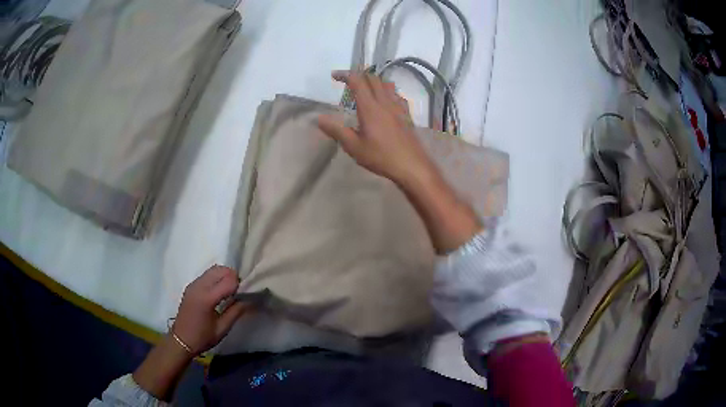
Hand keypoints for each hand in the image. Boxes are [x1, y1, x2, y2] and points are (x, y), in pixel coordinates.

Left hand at [172, 265, 249, 354]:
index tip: (244, 294)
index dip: (239, 285)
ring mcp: (193, 284)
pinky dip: (216, 278)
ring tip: (229, 291)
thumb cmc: (202, 337)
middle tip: (238, 291)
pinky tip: (219, 291)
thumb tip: (249, 300)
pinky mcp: (191, 286)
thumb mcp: (222, 328)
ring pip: (213, 270)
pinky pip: (207, 275)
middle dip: (232, 277)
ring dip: (224, 276)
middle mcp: (199, 286)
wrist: (181, 340)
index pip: (228, 281)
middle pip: (220, 270)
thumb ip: (236, 311)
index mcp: (207, 298)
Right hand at [318, 71, 435, 184]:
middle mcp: (385, 102)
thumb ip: (336, 131)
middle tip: (348, 81)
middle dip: (359, 75)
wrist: (412, 166)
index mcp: (370, 107)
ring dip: (374, 81)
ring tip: (365, 89)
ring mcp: (398, 107)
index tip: (334, 76)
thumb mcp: (354, 147)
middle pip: (373, 78)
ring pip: (387, 84)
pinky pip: (397, 95)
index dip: (345, 75)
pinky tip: (385, 101)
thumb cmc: (381, 157)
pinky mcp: (406, 115)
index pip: (357, 81)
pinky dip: (387, 92)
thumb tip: (318, 118)